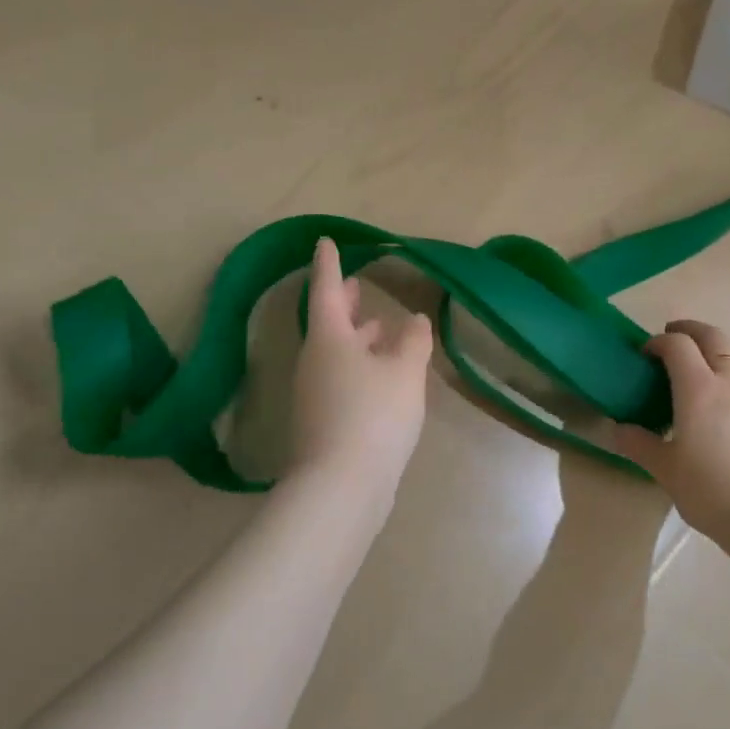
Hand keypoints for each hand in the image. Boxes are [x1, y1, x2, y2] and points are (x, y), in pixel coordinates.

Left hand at [288, 237, 433, 502]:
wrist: (340, 487)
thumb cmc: (373, 415)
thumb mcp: (404, 372)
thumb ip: (413, 341)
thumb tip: (415, 320)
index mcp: (329, 338)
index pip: (328, 289)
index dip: (329, 264)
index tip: (326, 242)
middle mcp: (314, 361)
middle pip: (329, 322)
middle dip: (346, 303)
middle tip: (359, 285)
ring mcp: (314, 393)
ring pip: (336, 352)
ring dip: (357, 337)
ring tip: (380, 327)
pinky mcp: (322, 421)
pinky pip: (341, 378)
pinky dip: (360, 365)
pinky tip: (382, 375)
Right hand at [611, 320, 729, 542]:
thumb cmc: (710, 490)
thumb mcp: (665, 469)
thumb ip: (640, 444)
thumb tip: (618, 430)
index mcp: (699, 389)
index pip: (678, 345)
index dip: (658, 342)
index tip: (644, 354)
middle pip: (714, 337)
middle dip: (691, 330)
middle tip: (672, 336)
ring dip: (716, 347)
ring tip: (699, 362)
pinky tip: (722, 402)